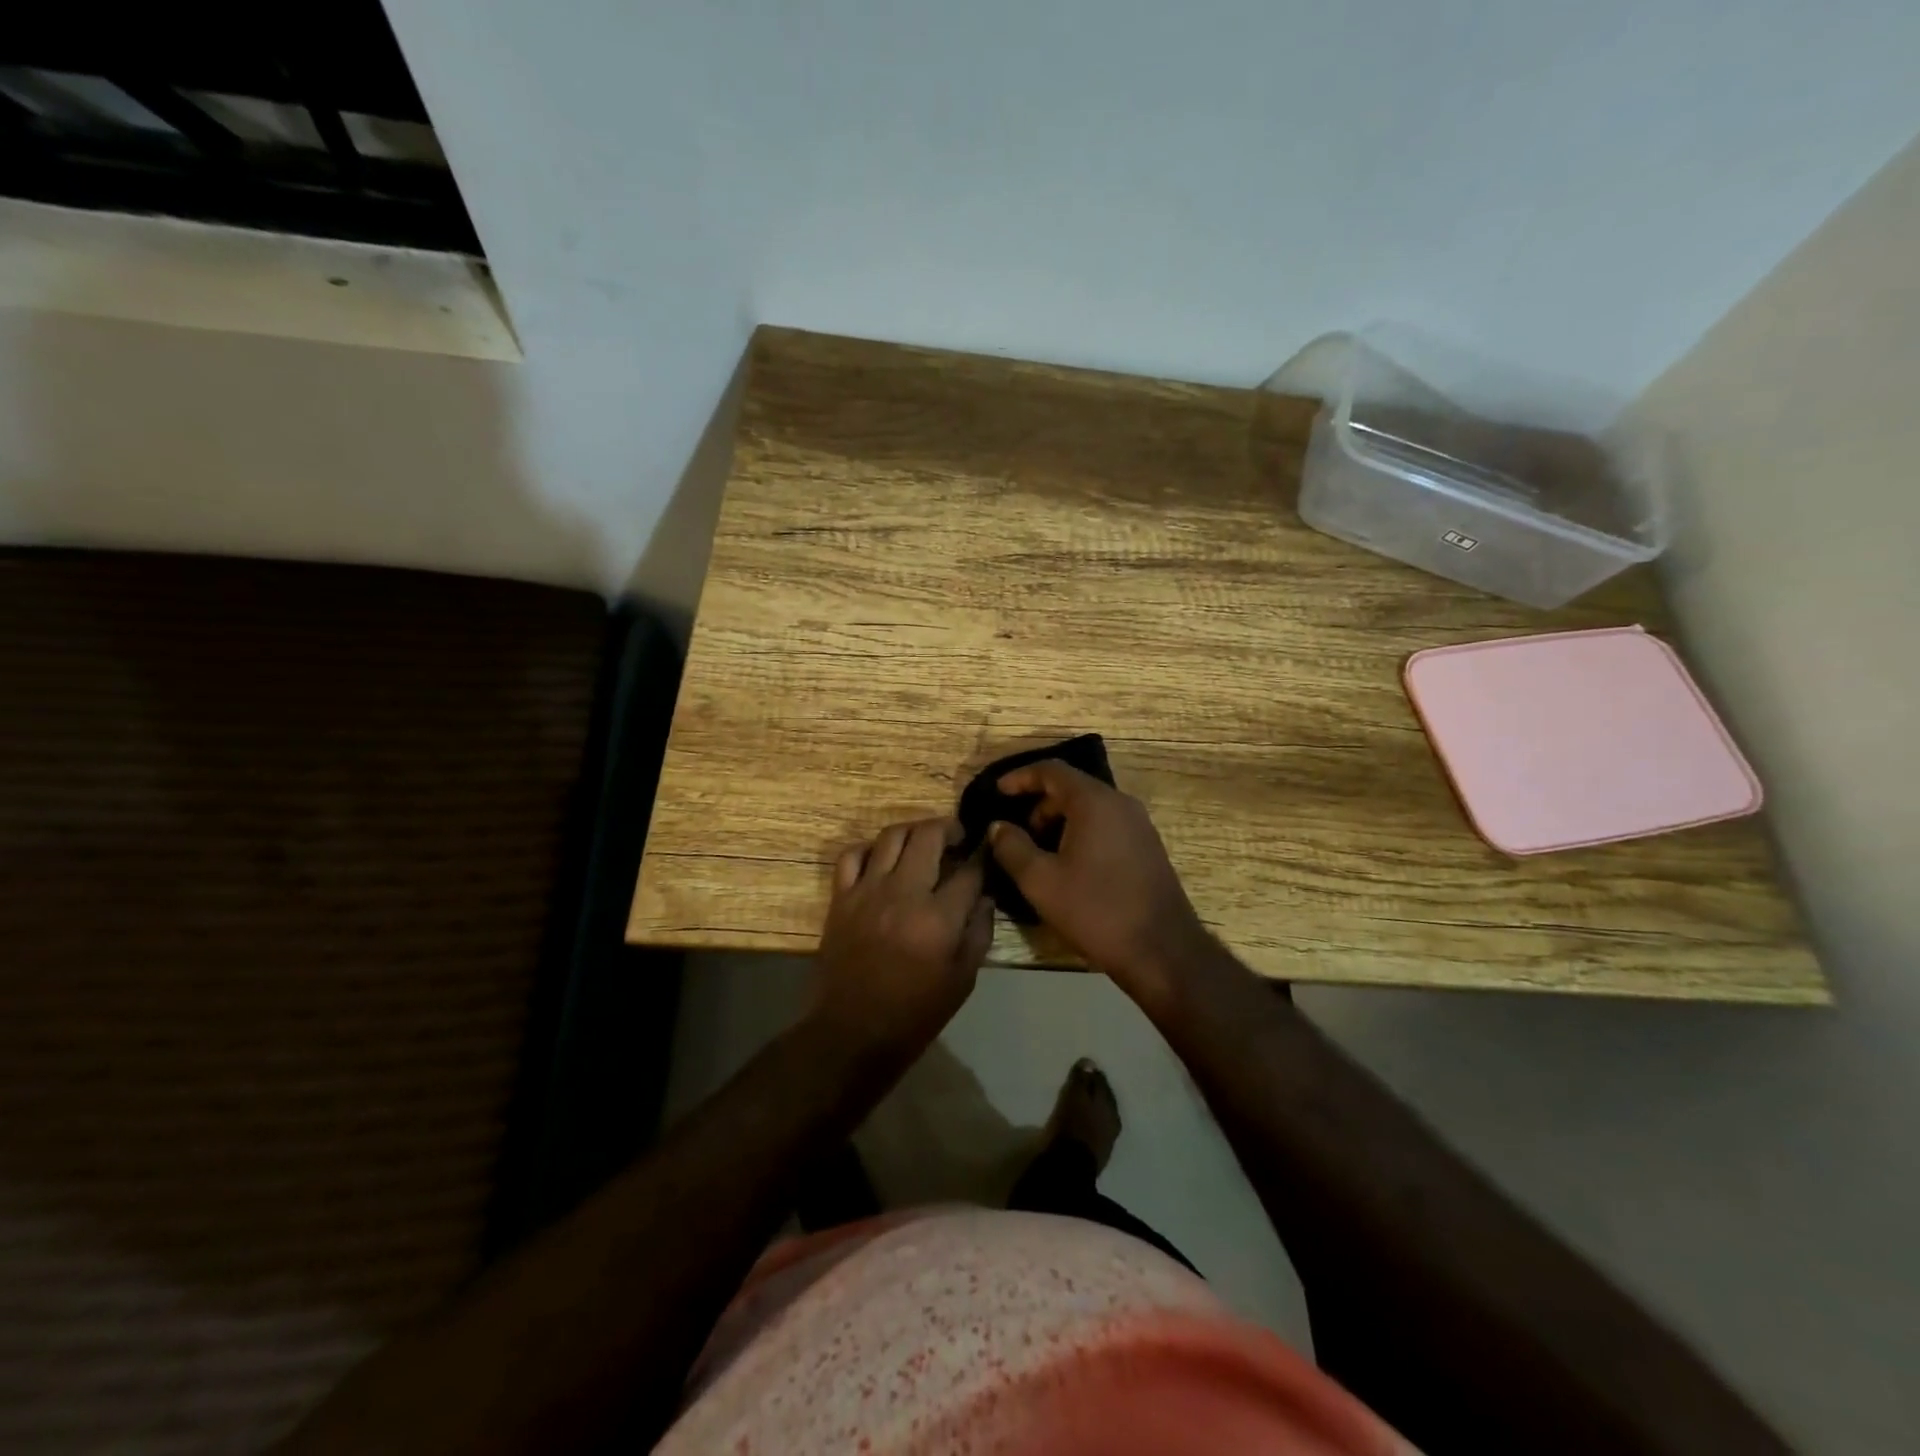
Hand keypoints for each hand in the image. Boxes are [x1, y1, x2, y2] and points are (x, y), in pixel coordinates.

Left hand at [809, 817, 992, 1067]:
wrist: (852, 1032)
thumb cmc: (914, 1013)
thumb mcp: (962, 980)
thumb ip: (978, 932)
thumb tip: (984, 897)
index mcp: (938, 917)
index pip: (969, 871)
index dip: (983, 857)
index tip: (987, 853)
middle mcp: (903, 893)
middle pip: (929, 836)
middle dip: (950, 828)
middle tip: (958, 837)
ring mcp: (867, 891)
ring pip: (892, 835)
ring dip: (914, 830)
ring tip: (924, 841)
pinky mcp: (841, 897)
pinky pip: (852, 854)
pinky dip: (870, 848)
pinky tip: (882, 859)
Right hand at [987, 762, 1213, 1014]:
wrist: (1162, 951)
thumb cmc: (1096, 910)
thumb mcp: (1040, 881)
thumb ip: (1012, 847)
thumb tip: (998, 827)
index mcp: (1094, 802)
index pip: (1051, 770)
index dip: (1020, 777)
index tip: (997, 792)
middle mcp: (1120, 803)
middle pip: (1071, 788)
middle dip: (1038, 805)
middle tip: (1017, 835)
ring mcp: (1139, 825)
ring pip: (1089, 808)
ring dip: (1059, 822)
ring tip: (1039, 855)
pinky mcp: (1147, 847)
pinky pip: (1105, 825)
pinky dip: (1081, 833)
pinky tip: (1068, 867)